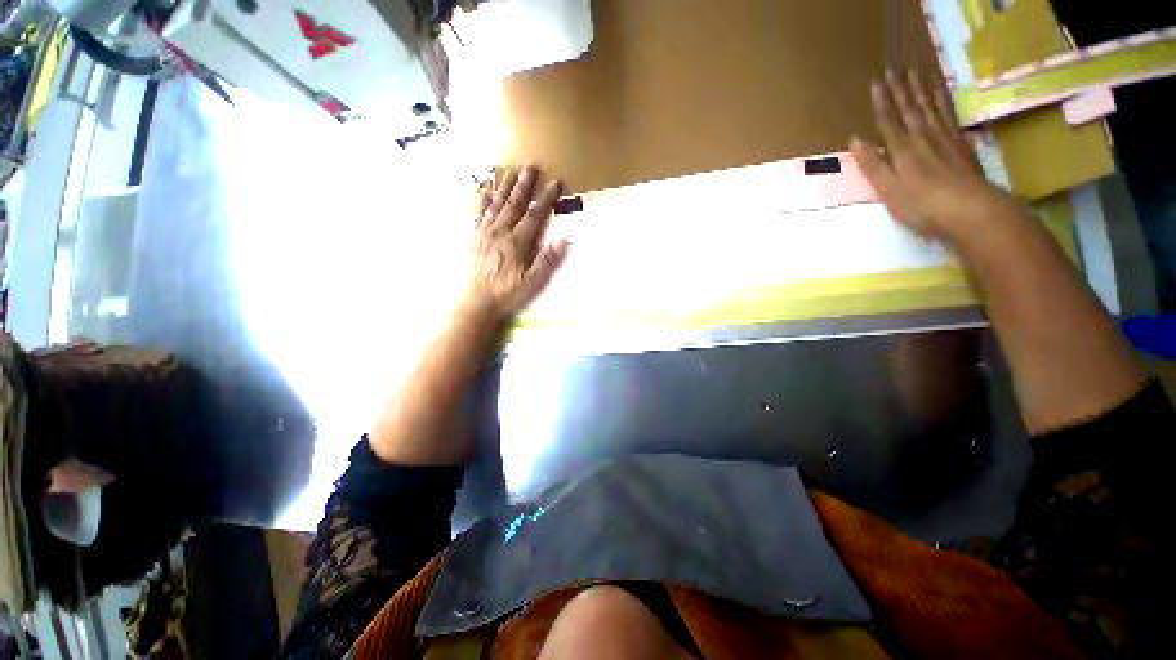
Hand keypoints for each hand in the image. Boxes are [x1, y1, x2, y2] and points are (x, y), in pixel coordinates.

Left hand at [464, 165, 568, 318]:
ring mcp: (485, 232)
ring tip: (510, 170)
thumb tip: (563, 239)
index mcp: (517, 242)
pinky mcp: (474, 236)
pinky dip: (481, 199)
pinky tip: (483, 188)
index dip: (545, 198)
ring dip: (503, 186)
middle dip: (524, 184)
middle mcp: (501, 231)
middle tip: (531, 166)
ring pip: (495, 203)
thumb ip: (547, 260)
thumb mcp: (532, 281)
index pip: (534, 215)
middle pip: (514, 203)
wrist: (477, 300)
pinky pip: (478, 212)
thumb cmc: (507, 292)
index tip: (554, 183)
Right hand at [850, 70, 1019, 242]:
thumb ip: (873, 166)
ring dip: (920, 90)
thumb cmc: (923, 206)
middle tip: (893, 70)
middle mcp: (923, 137)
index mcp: (902, 150)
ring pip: (930, 107)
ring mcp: (945, 138)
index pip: (888, 121)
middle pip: (910, 109)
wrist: (972, 211)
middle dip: (900, 90)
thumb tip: (855, 141)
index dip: (881, 102)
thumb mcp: (889, 191)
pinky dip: (943, 101)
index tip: (876, 83)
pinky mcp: (961, 144)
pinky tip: (940, 93)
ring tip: (915, 73)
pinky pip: (949, 115)